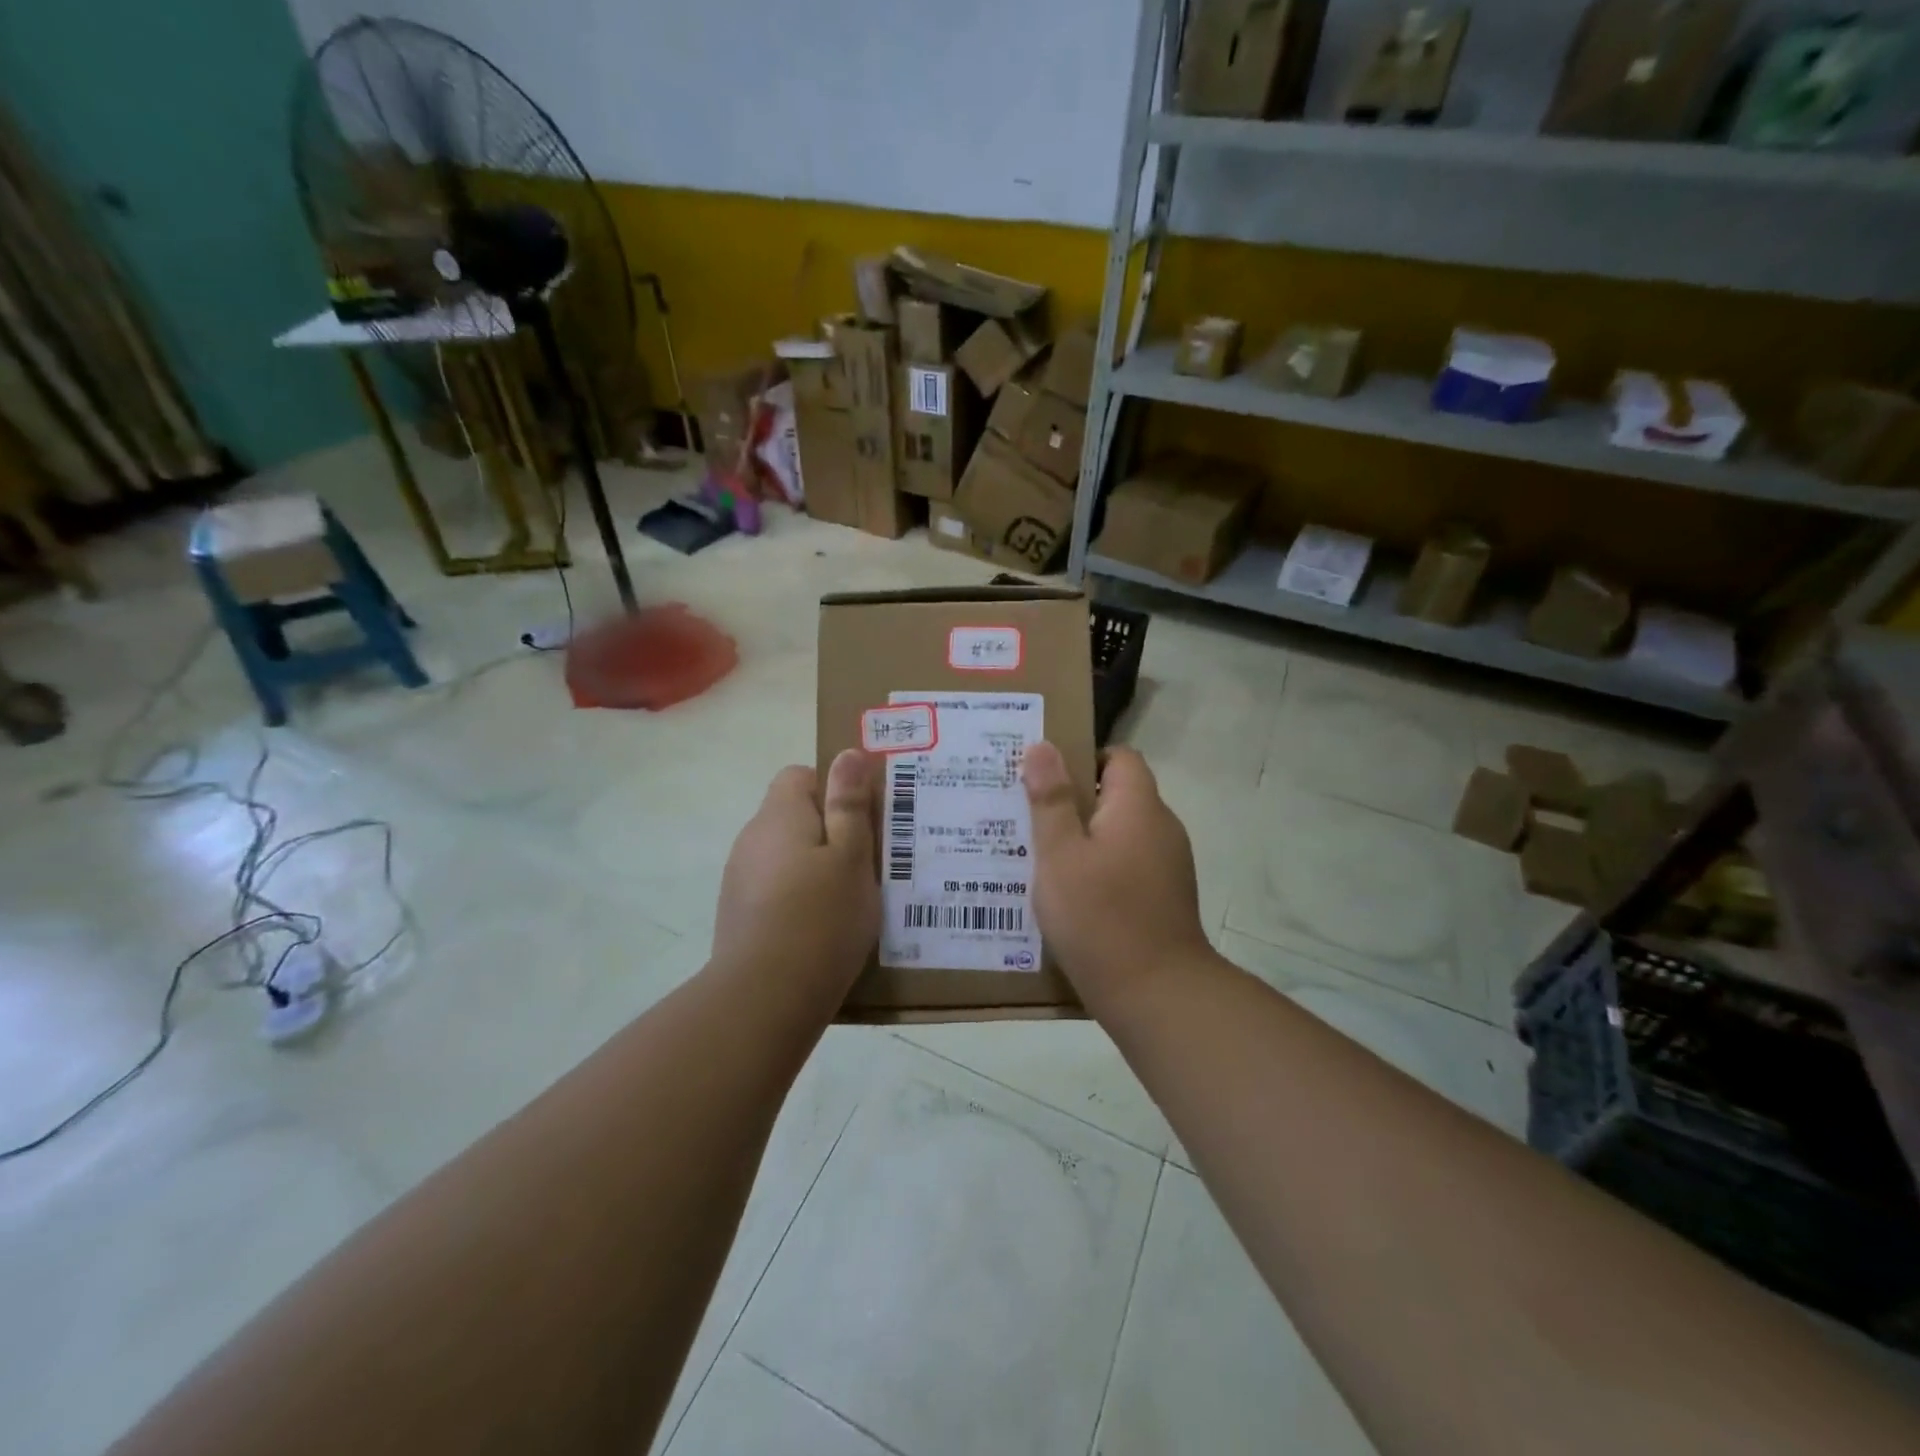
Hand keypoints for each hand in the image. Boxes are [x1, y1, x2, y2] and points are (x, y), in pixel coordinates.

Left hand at [712, 750, 879, 999]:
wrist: (764, 998)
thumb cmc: (821, 918)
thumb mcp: (851, 857)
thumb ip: (849, 804)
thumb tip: (848, 754)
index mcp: (779, 816)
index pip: (800, 776)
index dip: (833, 790)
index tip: (861, 821)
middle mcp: (752, 840)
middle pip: (794, 817)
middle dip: (830, 833)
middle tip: (866, 863)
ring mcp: (740, 879)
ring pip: (786, 857)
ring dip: (815, 868)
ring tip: (849, 902)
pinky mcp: (738, 916)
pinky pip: (775, 891)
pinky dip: (798, 899)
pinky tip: (822, 930)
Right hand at [1023, 742, 1208, 1002]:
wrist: (1157, 995)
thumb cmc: (1100, 917)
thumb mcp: (1060, 856)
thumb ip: (1052, 799)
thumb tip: (1043, 746)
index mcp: (1139, 807)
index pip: (1119, 757)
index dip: (1082, 757)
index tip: (1044, 777)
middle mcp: (1161, 828)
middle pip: (1117, 795)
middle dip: (1073, 800)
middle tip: (1025, 813)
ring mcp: (1167, 865)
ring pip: (1119, 833)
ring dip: (1083, 838)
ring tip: (1036, 854)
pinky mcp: (1164, 897)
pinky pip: (1127, 864)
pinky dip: (1099, 868)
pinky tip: (1066, 892)